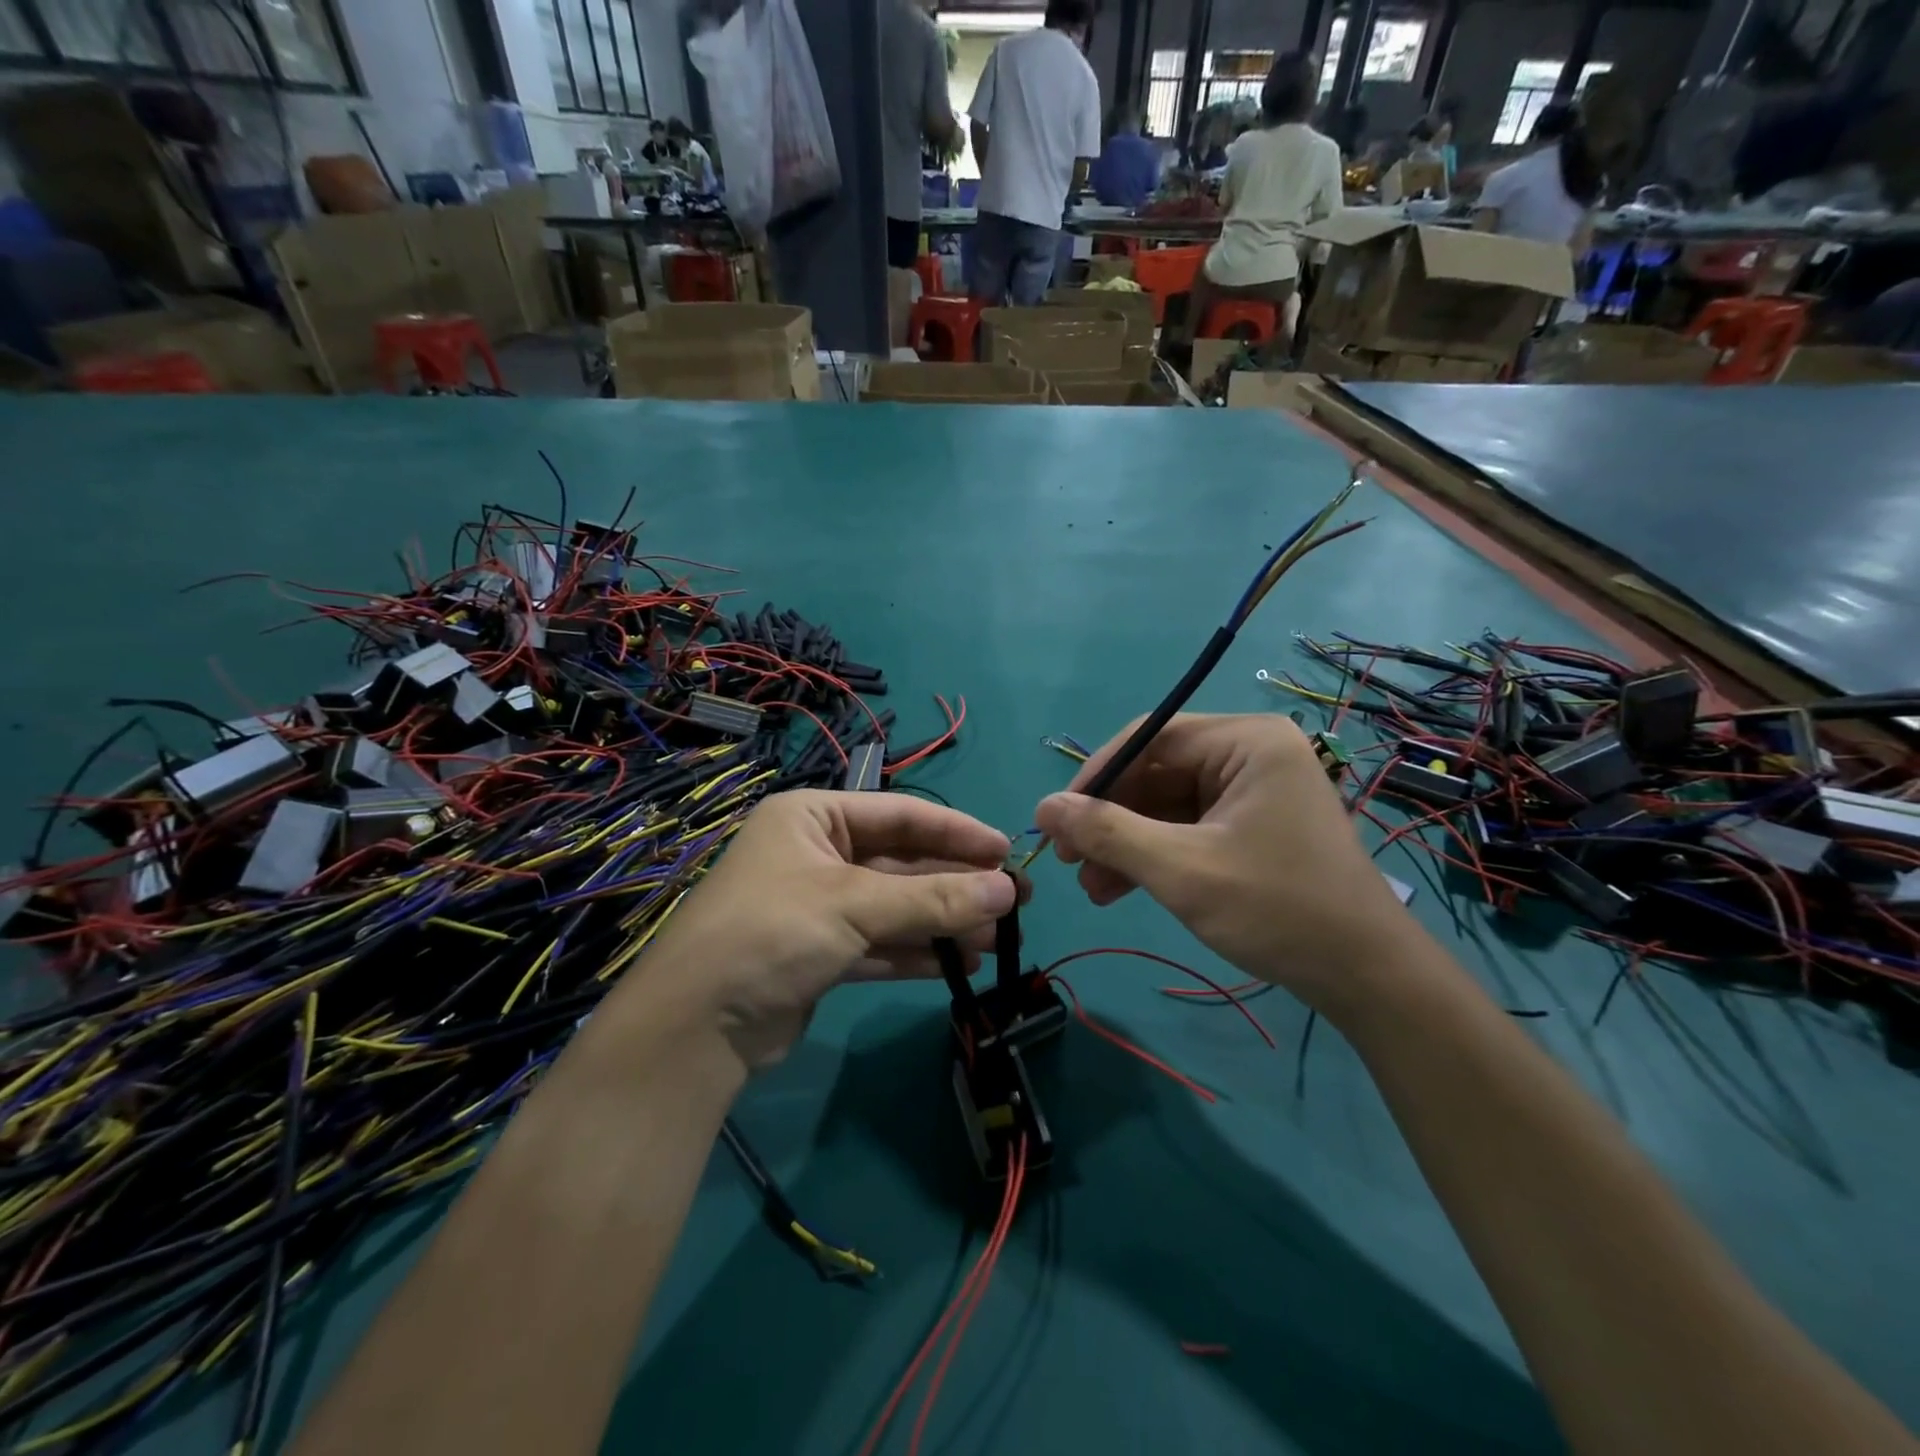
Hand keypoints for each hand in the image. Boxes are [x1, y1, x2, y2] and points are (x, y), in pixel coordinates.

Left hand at [626, 791, 1017, 1073]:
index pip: (901, 814)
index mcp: (814, 816)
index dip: (958, 832)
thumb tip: (1009, 891)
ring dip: (942, 921)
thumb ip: (934, 897)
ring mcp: (817, 904)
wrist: (695, 1026)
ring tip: (995, 939)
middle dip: (955, 884)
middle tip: (1014, 901)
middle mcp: (816, 853)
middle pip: (901, 862)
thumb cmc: (774, 931)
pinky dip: (916, 951)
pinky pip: (879, 942)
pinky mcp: (819, 952)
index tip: (1007, 852)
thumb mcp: (856, 904)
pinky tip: (958, 965)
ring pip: (894, 906)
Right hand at [1034, 714, 1419, 1015]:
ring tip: (1089, 886)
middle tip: (1067, 858)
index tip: (1056, 819)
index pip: (1149, 739)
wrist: (1364, 977)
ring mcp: (1251, 790)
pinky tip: (1117, 888)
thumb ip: (1108, 833)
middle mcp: (1249, 753)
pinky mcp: (1249, 825)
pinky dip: (1152, 855)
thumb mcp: (1181, 869)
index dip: (1095, 776)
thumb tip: (1043, 808)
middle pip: (1155, 772)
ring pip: (1165, 804)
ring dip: (1124, 843)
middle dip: (1109, 819)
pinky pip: (1186, 827)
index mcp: (1246, 741)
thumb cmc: (1277, 909)